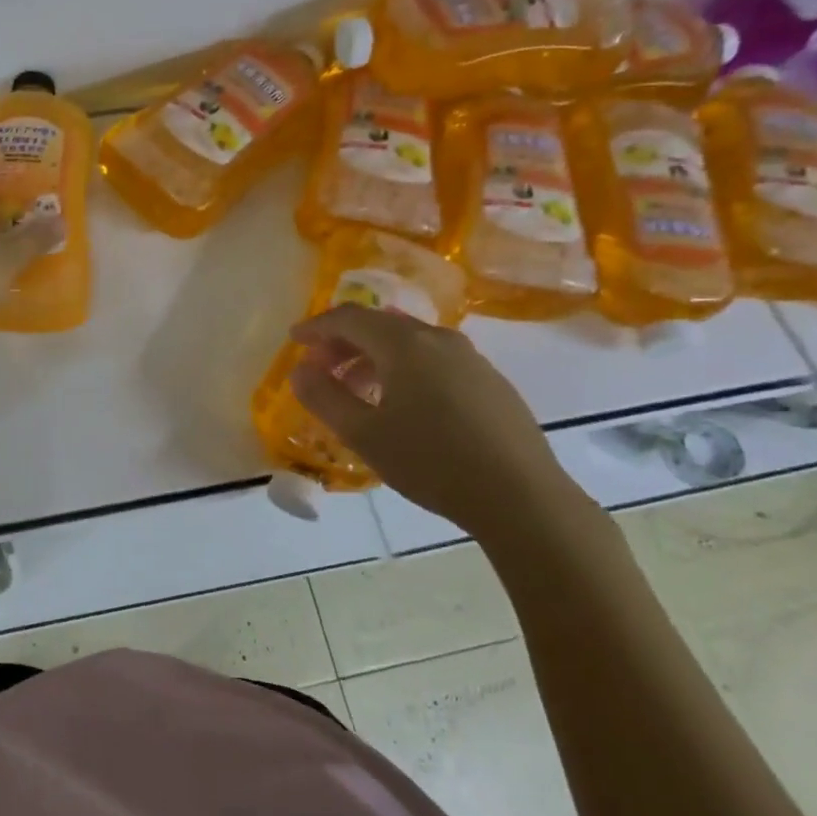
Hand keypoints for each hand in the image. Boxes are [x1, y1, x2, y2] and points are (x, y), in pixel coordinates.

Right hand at [288, 304, 580, 534]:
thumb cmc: (432, 462)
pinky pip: (434, 361)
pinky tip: (404, 406)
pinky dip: (405, 370)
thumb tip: (300, 370)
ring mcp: (470, 359)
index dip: (316, 326)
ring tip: (357, 391)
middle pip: (380, 326)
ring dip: (374, 358)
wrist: (522, 497)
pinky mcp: (490, 382)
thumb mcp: (364, 434)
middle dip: (344, 343)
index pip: (349, 318)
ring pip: (409, 343)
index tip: (294, 341)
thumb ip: (324, 397)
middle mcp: (439, 339)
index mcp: (405, 344)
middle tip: (321, 370)